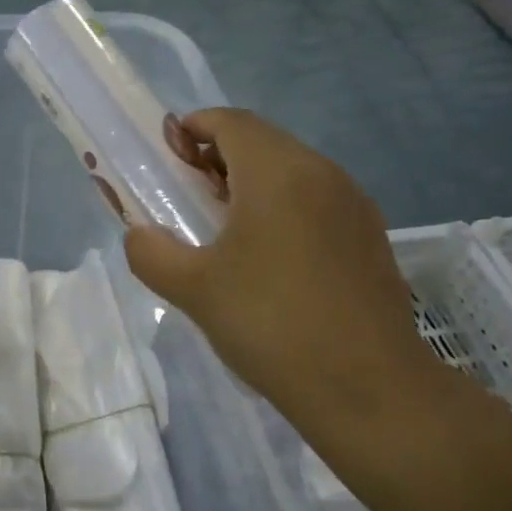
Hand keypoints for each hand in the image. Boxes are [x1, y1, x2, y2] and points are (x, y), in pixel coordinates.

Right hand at [125, 109, 449, 436]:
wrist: (370, 389)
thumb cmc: (272, 324)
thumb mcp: (193, 290)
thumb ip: (150, 253)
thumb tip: (140, 236)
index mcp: (277, 172)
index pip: (230, 122)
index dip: (194, 127)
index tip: (168, 154)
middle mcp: (321, 173)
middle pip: (263, 140)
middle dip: (220, 154)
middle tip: (190, 192)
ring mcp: (354, 203)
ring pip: (294, 169)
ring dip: (254, 180)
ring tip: (226, 226)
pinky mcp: (371, 236)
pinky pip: (319, 198)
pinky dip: (286, 204)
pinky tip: (273, 256)